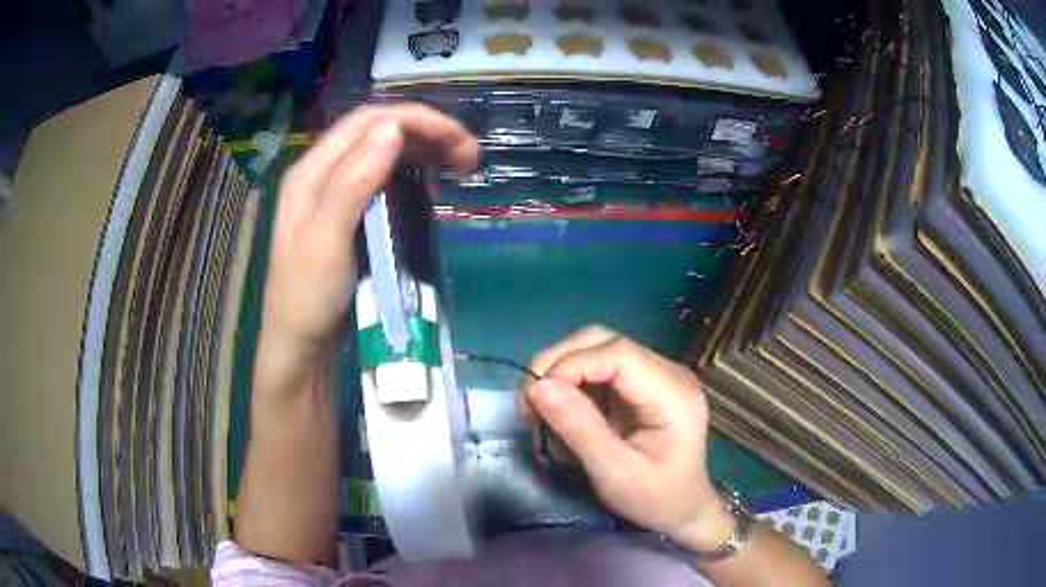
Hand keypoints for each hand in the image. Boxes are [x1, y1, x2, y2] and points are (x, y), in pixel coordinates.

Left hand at [255, 105, 478, 393]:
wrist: (300, 346)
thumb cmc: (307, 299)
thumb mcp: (325, 243)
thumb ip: (353, 182)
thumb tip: (393, 129)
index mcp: (311, 172)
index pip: (367, 121)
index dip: (415, 120)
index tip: (457, 139)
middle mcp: (323, 172)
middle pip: (378, 131)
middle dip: (426, 132)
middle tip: (469, 156)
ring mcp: (336, 192)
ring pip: (384, 152)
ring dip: (423, 149)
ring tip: (460, 164)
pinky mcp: (350, 212)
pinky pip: (384, 177)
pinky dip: (413, 172)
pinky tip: (432, 182)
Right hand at [521, 326, 735, 551]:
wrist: (682, 510)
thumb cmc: (654, 499)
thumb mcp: (614, 472)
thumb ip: (579, 428)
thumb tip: (538, 387)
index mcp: (673, 393)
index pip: (617, 353)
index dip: (570, 364)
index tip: (535, 397)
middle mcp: (667, 372)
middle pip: (603, 341)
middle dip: (558, 364)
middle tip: (529, 402)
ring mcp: (655, 375)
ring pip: (596, 349)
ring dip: (560, 372)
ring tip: (538, 408)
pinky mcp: (641, 384)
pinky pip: (598, 369)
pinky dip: (571, 384)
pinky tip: (560, 410)